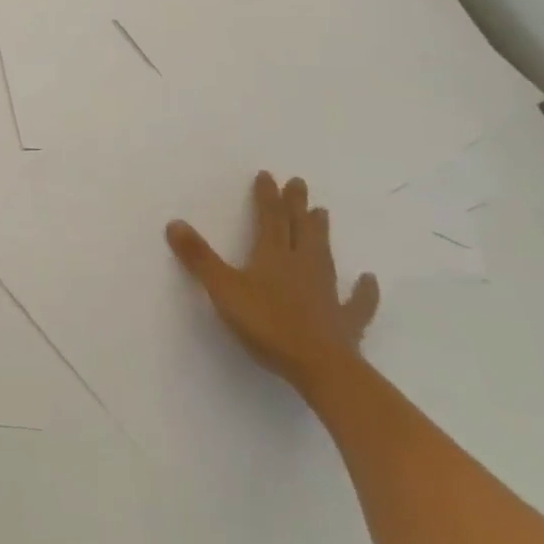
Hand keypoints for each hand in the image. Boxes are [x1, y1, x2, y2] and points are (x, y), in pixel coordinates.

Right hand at [166, 171, 378, 397]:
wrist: (321, 368)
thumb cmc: (267, 324)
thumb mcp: (223, 289)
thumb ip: (199, 257)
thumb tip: (174, 222)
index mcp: (273, 256)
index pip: (269, 218)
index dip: (267, 197)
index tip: (268, 175)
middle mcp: (302, 266)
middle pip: (299, 229)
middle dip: (296, 206)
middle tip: (299, 184)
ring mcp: (327, 293)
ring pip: (323, 255)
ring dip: (321, 234)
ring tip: (323, 213)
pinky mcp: (345, 322)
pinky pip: (357, 302)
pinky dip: (364, 290)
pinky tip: (369, 279)